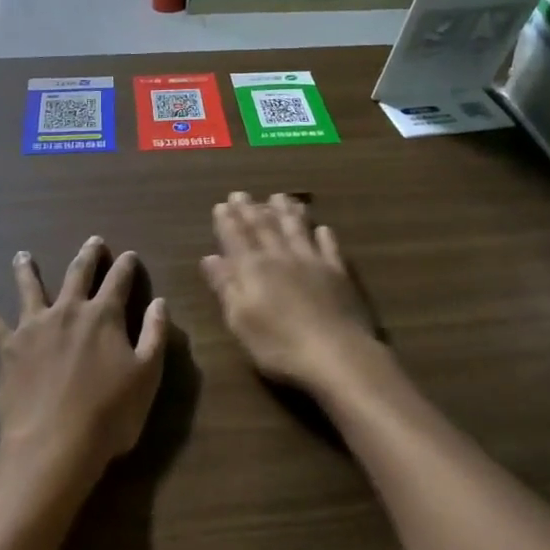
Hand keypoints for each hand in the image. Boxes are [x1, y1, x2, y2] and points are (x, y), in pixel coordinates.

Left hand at [0, 237, 167, 490]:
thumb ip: (155, 334)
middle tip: (93, 240)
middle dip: (88, 256)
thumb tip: (159, 302)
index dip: (126, 266)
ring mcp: (35, 326)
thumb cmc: (110, 413)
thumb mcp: (148, 375)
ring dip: (27, 270)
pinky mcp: (8, 348)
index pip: (119, 281)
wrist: (54, 444)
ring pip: (30, 288)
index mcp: (105, 316)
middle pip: (78, 274)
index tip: (129, 255)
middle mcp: (69, 311)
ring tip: (22, 255)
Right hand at [203, 193, 381, 397]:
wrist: (337, 355)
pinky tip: (322, 228)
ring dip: (286, 212)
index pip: (237, 239)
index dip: (228, 221)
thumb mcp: (241, 321)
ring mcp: (313, 262)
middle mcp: (282, 257)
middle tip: (242, 194)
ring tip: (279, 196)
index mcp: (254, 269)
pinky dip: (324, 235)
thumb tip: (210, 257)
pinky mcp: (339, 273)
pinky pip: (329, 247)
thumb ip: (226, 286)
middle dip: (251, 210)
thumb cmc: (280, 345)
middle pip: (264, 228)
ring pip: (297, 229)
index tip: (222, 204)